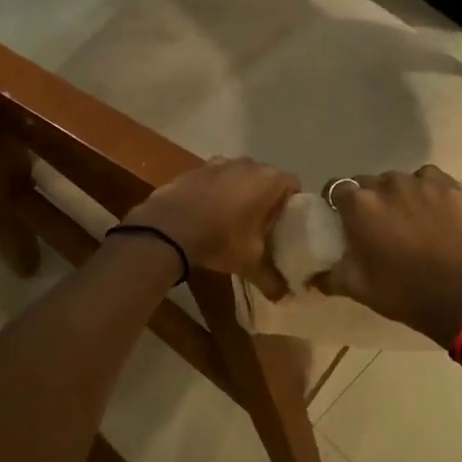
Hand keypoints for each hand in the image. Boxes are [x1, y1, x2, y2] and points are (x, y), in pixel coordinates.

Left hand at [123, 158, 300, 298]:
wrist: (168, 227)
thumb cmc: (219, 239)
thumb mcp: (249, 263)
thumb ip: (271, 279)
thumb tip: (284, 298)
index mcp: (269, 181)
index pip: (293, 185)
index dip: (292, 204)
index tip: (285, 224)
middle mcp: (248, 164)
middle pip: (266, 178)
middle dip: (266, 198)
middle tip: (263, 225)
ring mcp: (220, 163)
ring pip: (240, 176)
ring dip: (241, 192)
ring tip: (235, 218)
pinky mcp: (196, 168)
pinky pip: (216, 178)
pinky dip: (217, 190)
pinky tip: (208, 212)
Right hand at [320, 166, 461, 348]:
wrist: (461, 301)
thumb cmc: (402, 293)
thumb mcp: (356, 288)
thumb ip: (329, 276)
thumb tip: (313, 276)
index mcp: (361, 204)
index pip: (337, 188)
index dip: (337, 202)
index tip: (342, 218)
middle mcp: (389, 184)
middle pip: (369, 182)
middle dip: (369, 198)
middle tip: (376, 222)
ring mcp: (425, 184)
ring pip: (402, 179)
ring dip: (399, 193)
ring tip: (407, 215)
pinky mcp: (454, 190)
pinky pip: (432, 180)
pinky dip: (428, 190)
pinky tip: (433, 208)